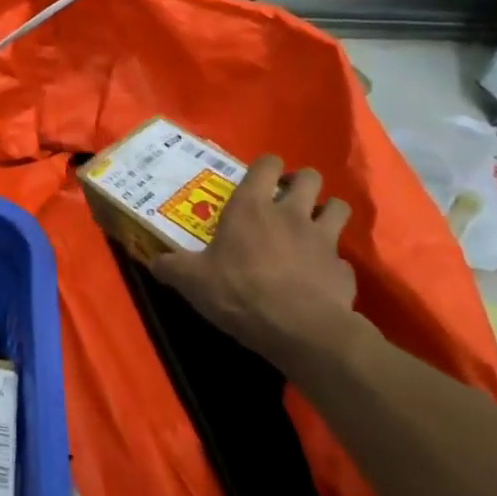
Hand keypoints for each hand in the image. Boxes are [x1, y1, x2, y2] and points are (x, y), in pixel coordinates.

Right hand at [150, 154, 361, 369]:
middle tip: (286, 200)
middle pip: (310, 177)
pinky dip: (332, 264)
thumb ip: (172, 267)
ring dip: (327, 212)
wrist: (301, 331)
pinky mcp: (343, 271)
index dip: (265, 166)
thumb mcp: (192, 281)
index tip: (257, 180)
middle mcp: (291, 214)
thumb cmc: (240, 292)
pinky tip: (318, 278)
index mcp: (252, 207)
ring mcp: (324, 240)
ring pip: (338, 208)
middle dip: (301, 183)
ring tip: (312, 228)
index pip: (266, 164)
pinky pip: (341, 259)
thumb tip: (153, 262)